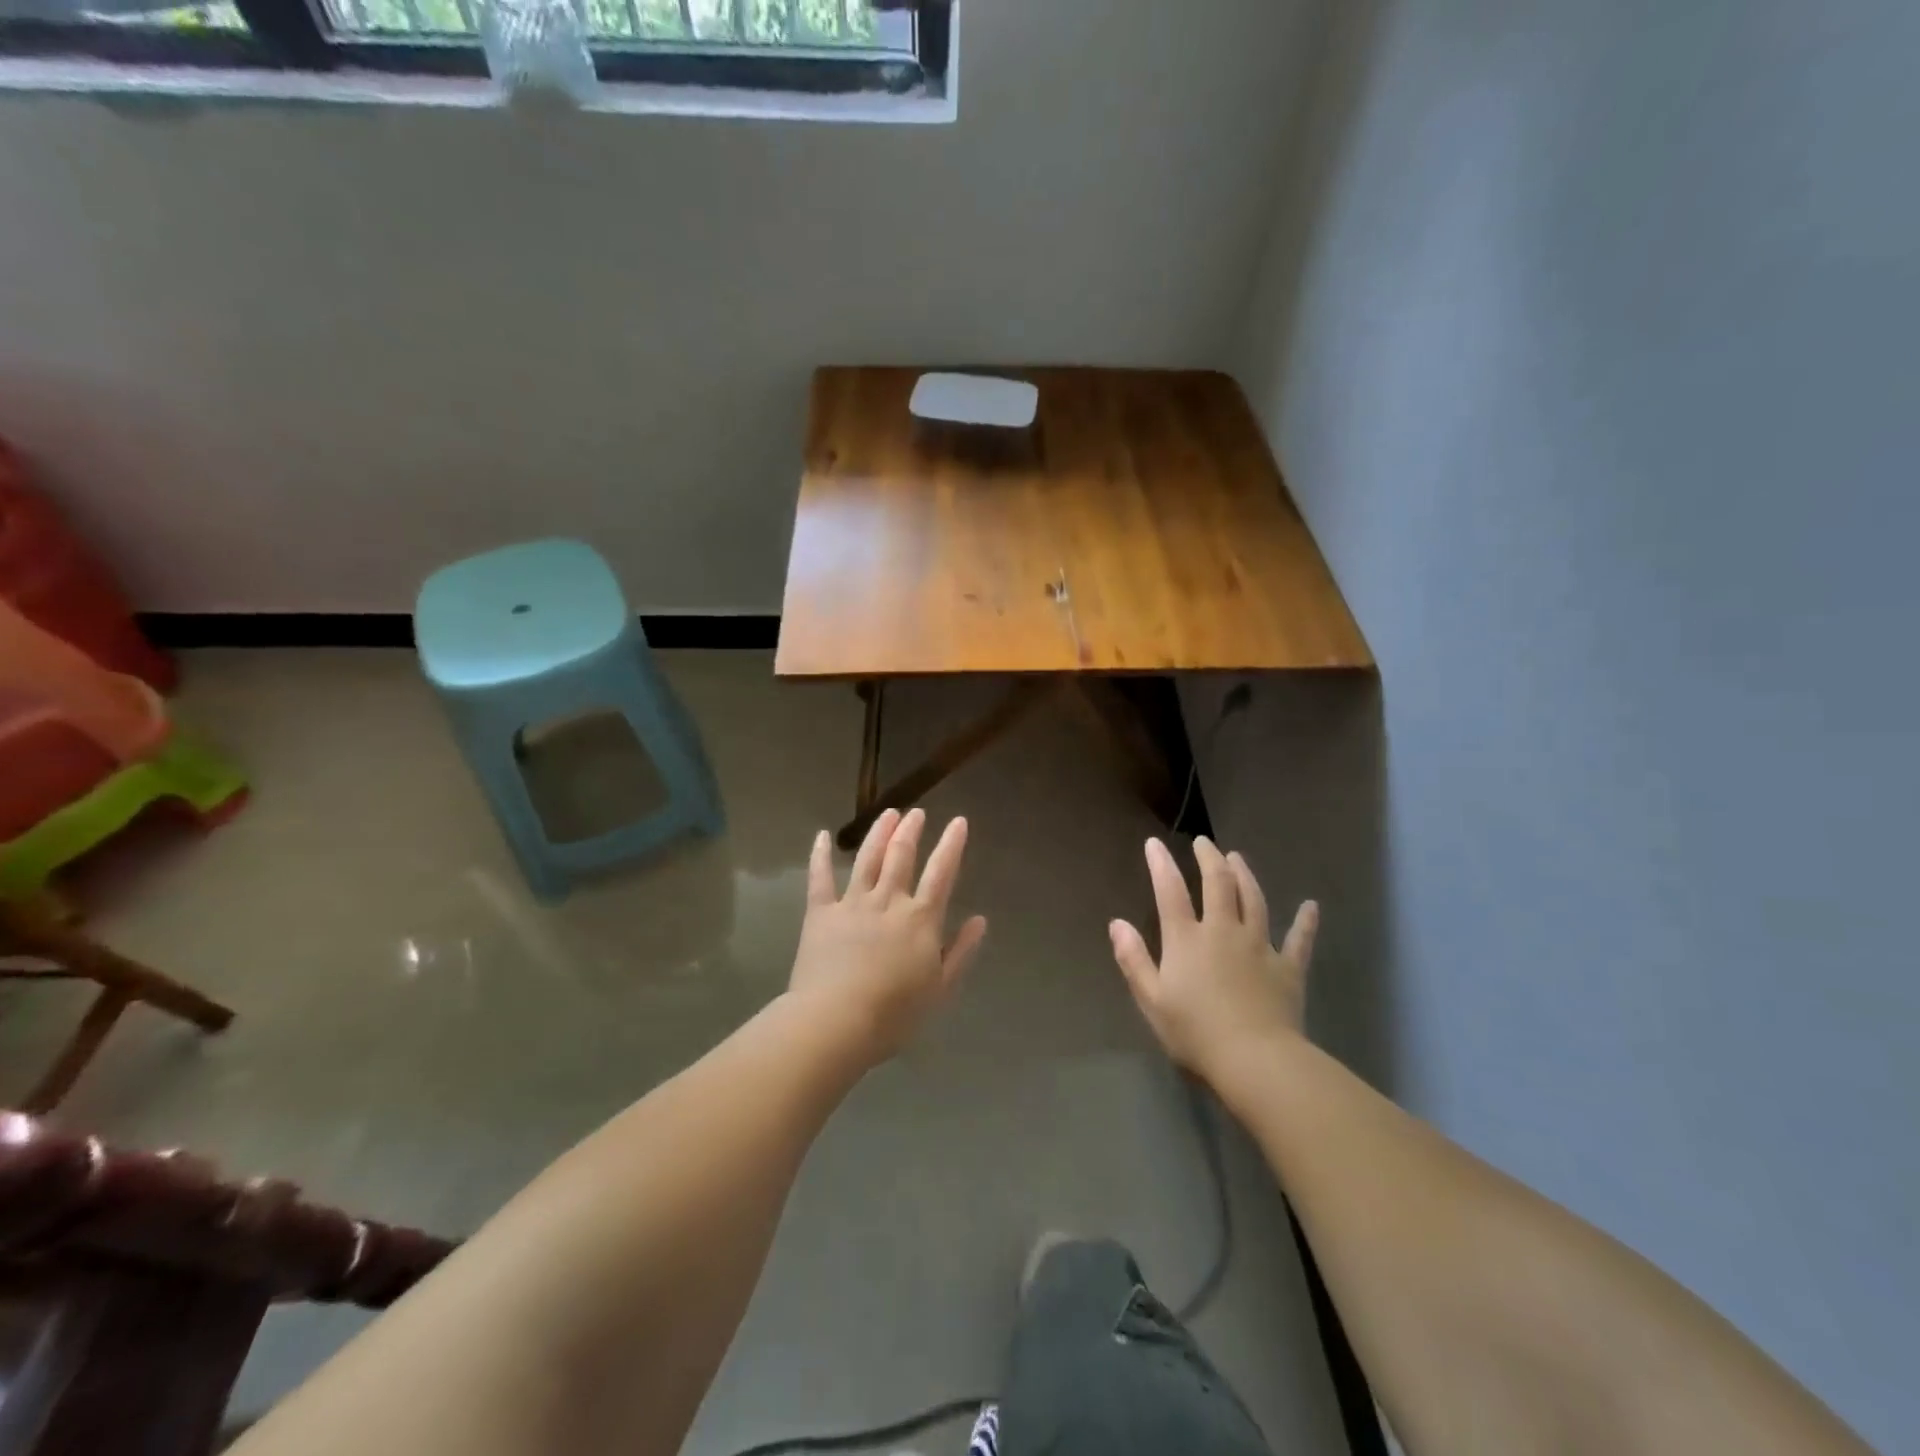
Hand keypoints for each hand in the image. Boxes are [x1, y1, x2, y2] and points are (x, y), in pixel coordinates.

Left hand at [788, 808, 987, 1063]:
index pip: (941, 873)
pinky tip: (822, 836)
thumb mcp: (940, 988)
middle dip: (911, 831)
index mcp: (920, 919)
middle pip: (901, 856)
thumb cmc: (894, 1013)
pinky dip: (820, 855)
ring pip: (867, 859)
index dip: (952, 845)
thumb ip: (960, 951)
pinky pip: (820, 878)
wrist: (836, 1021)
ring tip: (888, 814)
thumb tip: (979, 920)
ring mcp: (852, 903)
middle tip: (916, 813)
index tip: (958, 821)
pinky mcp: (820, 913)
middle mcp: (888, 901)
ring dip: (879, 833)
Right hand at [1109, 836, 1317, 1082]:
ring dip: (1245, 875)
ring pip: (1254, 900)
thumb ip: (1133, 959)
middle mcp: (1223, 931)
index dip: (1161, 865)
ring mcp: (1259, 946)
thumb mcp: (1151, 1000)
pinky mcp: (1287, 968)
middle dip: (1209, 859)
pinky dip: (1305, 922)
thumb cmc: (1196, 1034)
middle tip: (1204, 843)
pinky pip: (1299, 939)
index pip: (1170, 892)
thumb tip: (1116, 923)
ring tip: (1238, 858)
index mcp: (1187, 940)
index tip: (1154, 843)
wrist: (1256, 1061)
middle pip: (1218, 884)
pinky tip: (1311, 906)